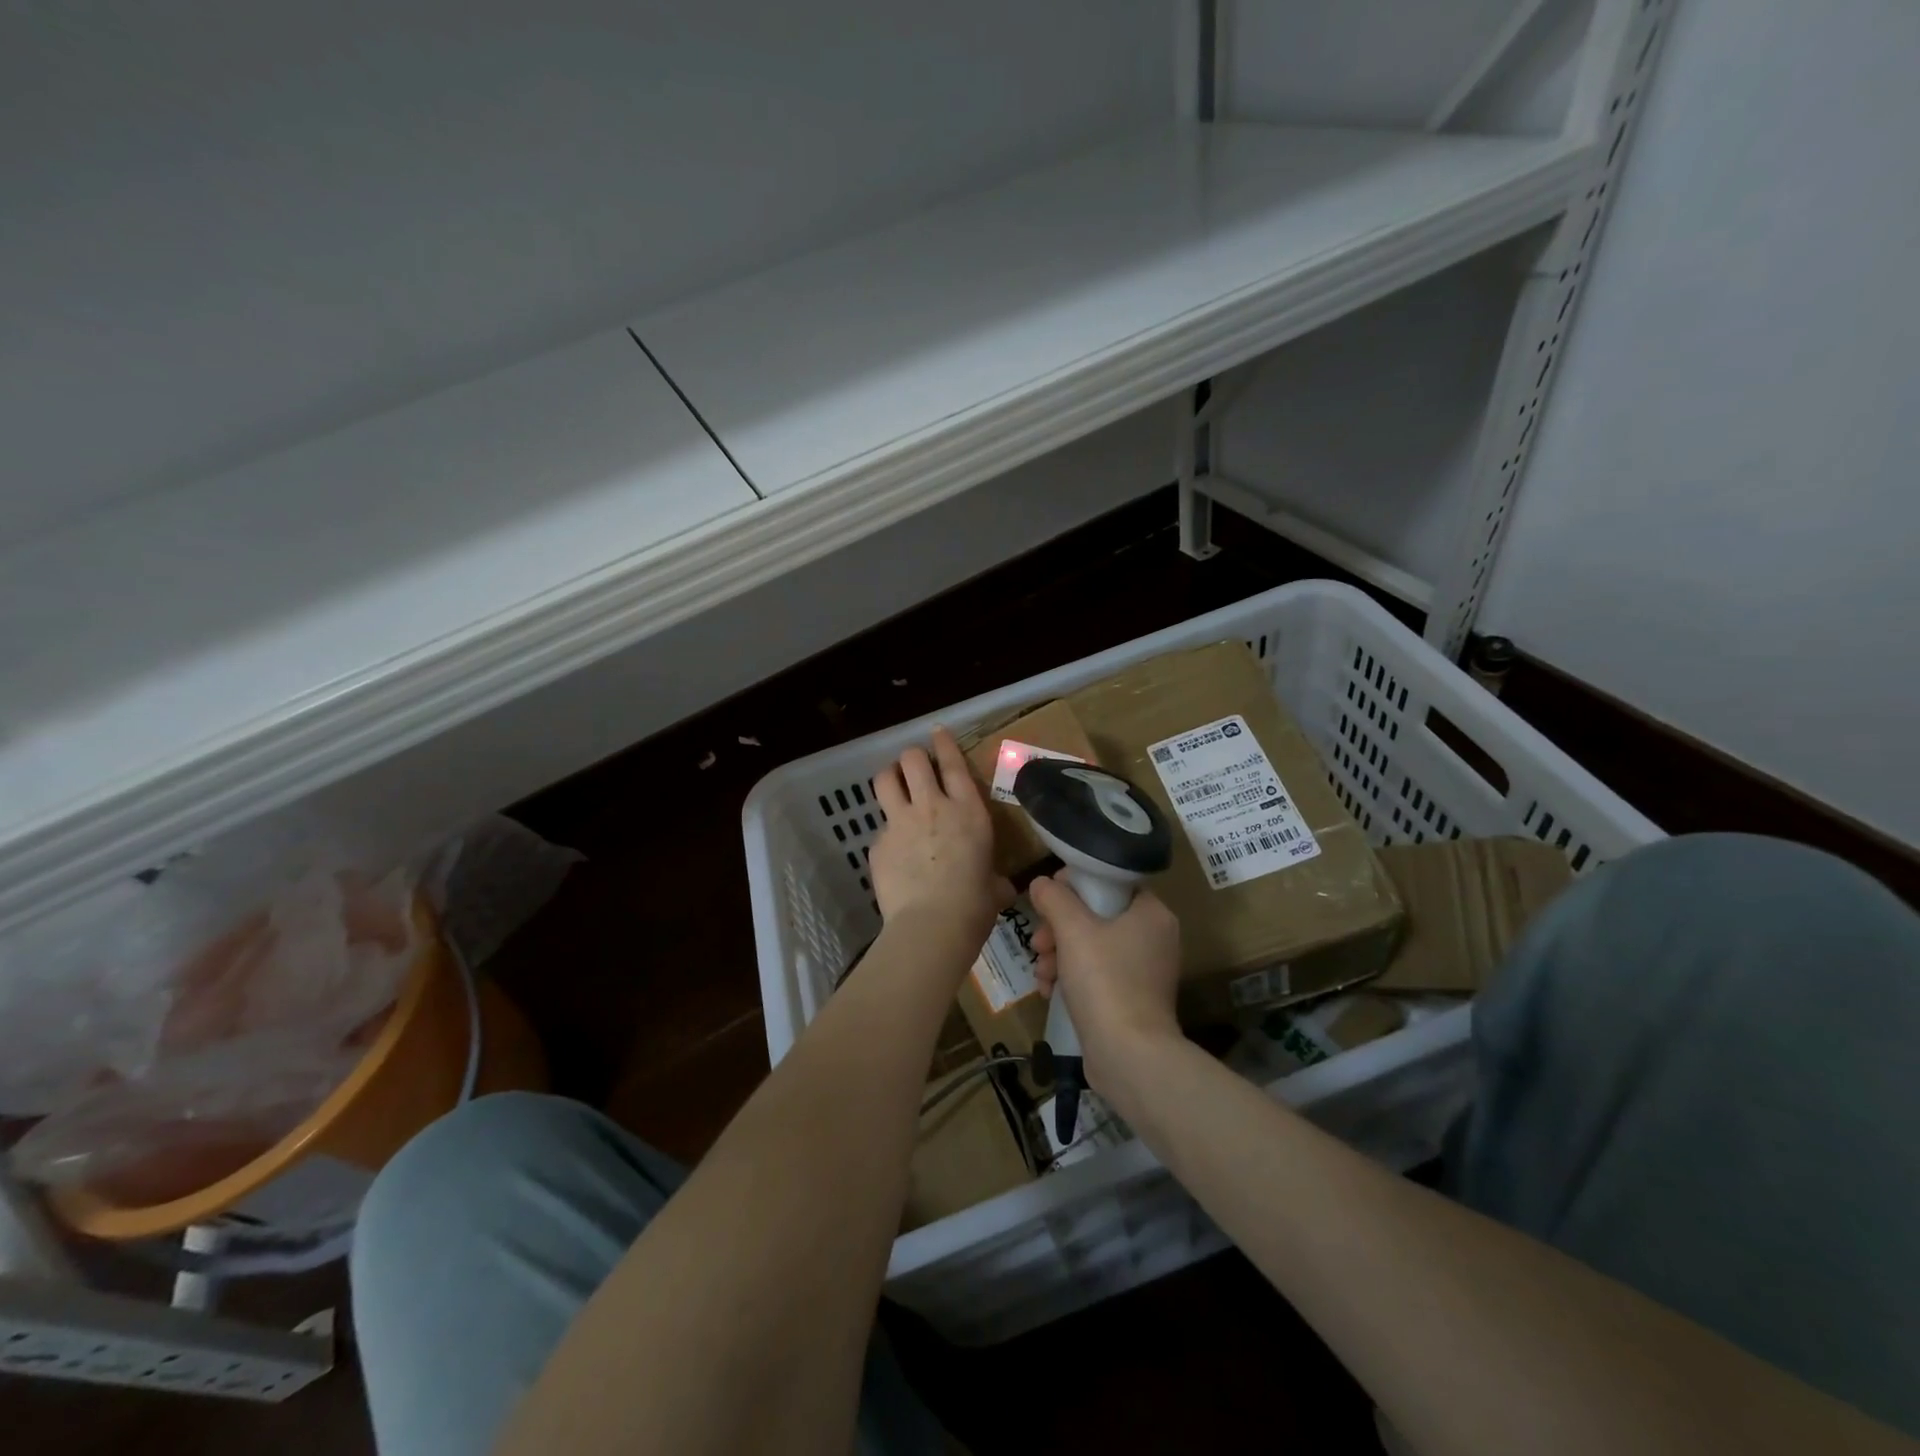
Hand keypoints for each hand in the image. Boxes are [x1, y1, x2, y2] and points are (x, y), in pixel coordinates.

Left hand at [870, 728, 1012, 950]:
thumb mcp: (995, 887)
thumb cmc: (974, 906)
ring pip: (884, 779)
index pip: (952, 763)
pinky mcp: (878, 844)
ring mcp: (900, 823)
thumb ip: (994, 878)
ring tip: (892, 786)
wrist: (932, 925)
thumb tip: (1000, 887)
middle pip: (912, 760)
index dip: (943, 743)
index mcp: (967, 811)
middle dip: (911, 758)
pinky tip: (893, 855)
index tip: (936, 732)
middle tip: (913, 768)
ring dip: (889, 777)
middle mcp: (932, 807)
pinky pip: (879, 828)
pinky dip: (886, 834)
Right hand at [1029, 877, 1182, 1087]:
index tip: (1046, 900)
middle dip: (1058, 929)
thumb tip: (1041, 882)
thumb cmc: (1105, 981)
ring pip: (1091, 947)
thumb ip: (1054, 898)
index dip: (1073, 885)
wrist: (1129, 1056)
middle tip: (1038, 943)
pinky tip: (1047, 990)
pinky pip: (1096, 975)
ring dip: (1058, 955)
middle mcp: (1154, 938)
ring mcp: (1144, 971)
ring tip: (1040, 973)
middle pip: (1096, 916)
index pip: (1109, 882)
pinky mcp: (1132, 999)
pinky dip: (1071, 977)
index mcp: (1151, 913)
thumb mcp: (1073, 930)